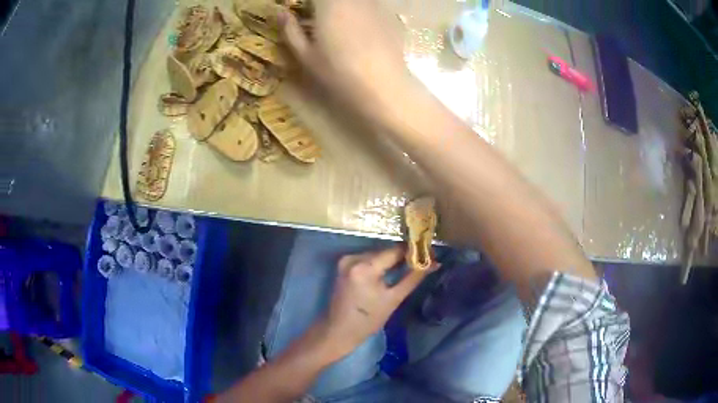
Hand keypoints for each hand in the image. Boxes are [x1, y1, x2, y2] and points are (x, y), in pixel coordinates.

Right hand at [279, 0, 417, 122]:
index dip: (308, 4)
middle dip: (323, 4)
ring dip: (342, 6)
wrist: (384, 88)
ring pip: (355, 0)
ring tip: (335, 22)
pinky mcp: (390, 16)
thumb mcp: (306, 56)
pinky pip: (371, 5)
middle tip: (315, 15)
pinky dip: (361, 11)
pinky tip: (359, 28)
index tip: (302, 10)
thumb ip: (291, 30)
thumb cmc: (338, 73)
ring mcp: (375, 5)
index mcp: (329, 3)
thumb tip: (280, 13)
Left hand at [321, 245, 432, 356]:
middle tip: (423, 262)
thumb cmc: (368, 320)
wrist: (338, 331)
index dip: (413, 251)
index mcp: (364, 267)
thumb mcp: (394, 299)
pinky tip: (391, 271)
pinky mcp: (343, 265)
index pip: (395, 250)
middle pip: (385, 251)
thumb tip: (434, 263)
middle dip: (404, 256)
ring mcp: (346, 260)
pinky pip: (367, 259)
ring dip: (392, 260)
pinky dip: (379, 264)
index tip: (429, 254)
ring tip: (410, 267)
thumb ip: (413, 277)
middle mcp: (353, 258)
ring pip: (377, 254)